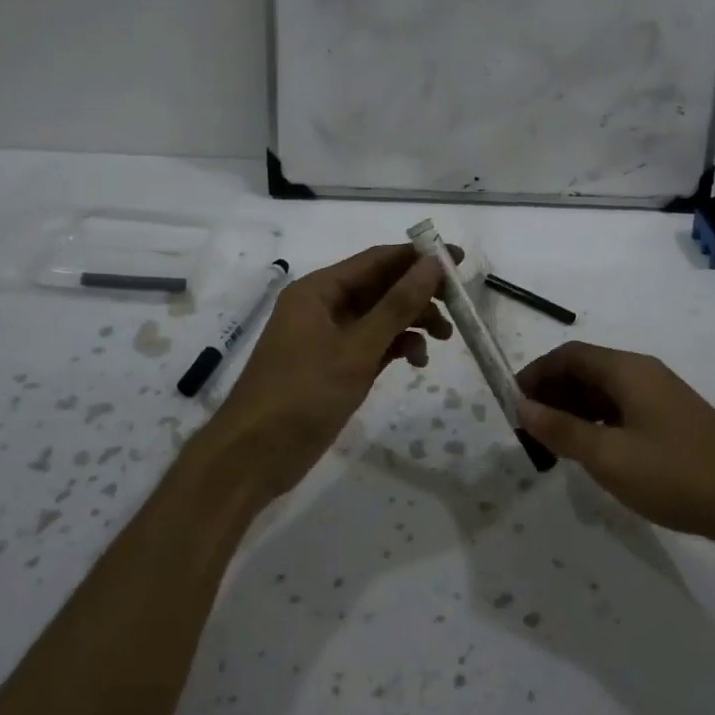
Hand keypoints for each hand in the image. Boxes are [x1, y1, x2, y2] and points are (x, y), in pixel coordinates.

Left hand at [208, 244, 454, 500]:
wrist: (254, 456)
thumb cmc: (302, 394)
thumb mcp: (356, 349)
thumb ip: (397, 306)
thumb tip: (432, 264)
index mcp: (319, 290)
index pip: (377, 260)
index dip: (418, 257)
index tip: (458, 260)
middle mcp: (324, 306)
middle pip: (381, 287)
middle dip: (419, 293)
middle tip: (459, 302)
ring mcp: (328, 337)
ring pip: (380, 317)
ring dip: (412, 322)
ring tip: (445, 336)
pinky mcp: (334, 365)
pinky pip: (373, 344)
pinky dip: (396, 347)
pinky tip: (417, 361)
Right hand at [516, 341, 714, 567]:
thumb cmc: (675, 474)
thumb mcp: (608, 456)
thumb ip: (561, 429)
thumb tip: (522, 406)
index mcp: (628, 370)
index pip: (570, 355)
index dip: (537, 373)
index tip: (513, 402)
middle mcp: (646, 374)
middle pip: (588, 370)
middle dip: (554, 393)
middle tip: (530, 428)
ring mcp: (665, 399)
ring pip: (607, 393)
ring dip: (576, 410)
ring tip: (555, 444)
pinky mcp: (678, 424)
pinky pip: (626, 412)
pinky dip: (600, 423)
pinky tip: (595, 453)